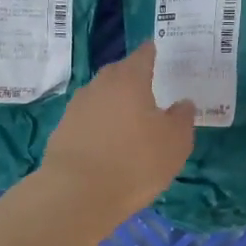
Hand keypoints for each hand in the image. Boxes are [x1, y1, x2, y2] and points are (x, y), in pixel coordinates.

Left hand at [41, 43, 195, 219]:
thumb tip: (183, 103)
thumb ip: (182, 118)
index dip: (153, 52)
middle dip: (133, 78)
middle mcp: (100, 85)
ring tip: (129, 120)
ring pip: (102, 96)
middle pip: (119, 73)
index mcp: (129, 79)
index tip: (158, 51)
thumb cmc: (134, 162)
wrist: (76, 194)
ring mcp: (77, 107)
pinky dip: (100, 125)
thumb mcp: (175, 143)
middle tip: (149, 89)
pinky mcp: (63, 130)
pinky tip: (108, 142)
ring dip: (115, 103)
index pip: (144, 55)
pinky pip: (88, 119)